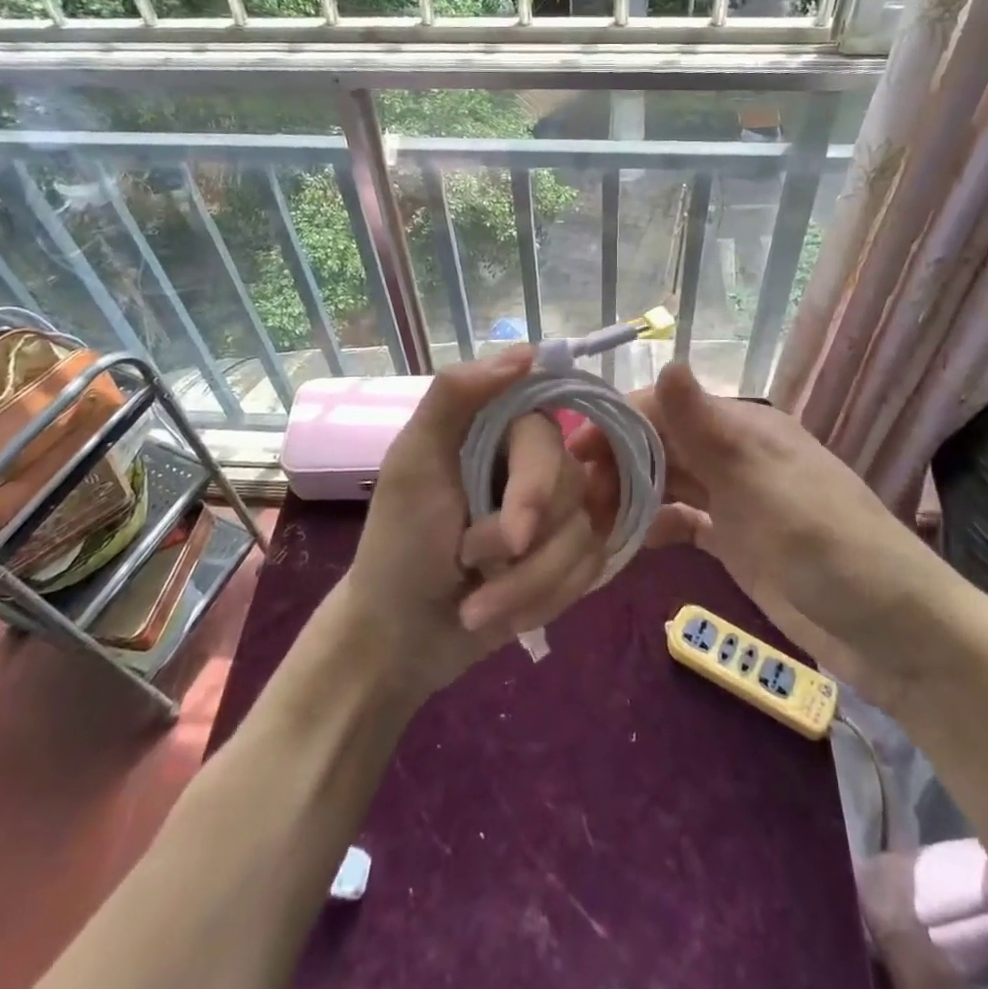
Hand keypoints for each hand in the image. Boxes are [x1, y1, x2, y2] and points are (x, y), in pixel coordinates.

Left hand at [335, 347, 610, 696]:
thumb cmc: (399, 544)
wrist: (401, 636)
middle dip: (521, 547)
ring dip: (528, 585)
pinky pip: (588, 572)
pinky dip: (543, 602)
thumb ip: (456, 395)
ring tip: (476, 606)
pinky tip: (503, 615)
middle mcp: (533, 462)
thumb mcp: (413, 463)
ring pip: (584, 538)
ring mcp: (556, 512)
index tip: (515, 534)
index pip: (548, 438)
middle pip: (573, 489)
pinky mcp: (567, 557)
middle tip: (470, 563)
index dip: (536, 488)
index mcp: (497, 429)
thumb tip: (527, 352)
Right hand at [575, 363, 977, 711]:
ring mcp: (734, 500)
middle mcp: (734, 456)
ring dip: (629, 494)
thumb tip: (667, 359)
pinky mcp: (734, 540)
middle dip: (616, 462)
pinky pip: (681, 521)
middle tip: (576, 500)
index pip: (666, 407)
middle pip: (660, 443)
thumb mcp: (765, 485)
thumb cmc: (831, 548)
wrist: (897, 634)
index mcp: (743, 430)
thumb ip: (709, 429)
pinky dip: (653, 526)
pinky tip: (626, 543)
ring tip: (589, 522)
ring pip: (667, 481)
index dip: (618, 422)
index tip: (574, 453)